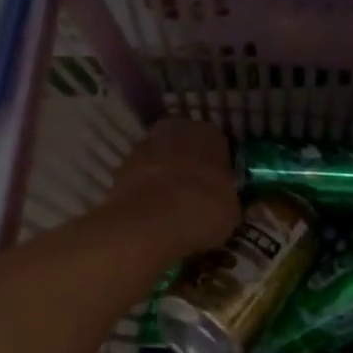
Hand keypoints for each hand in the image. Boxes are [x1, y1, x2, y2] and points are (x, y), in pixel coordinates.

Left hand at [107, 116, 241, 258]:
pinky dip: (145, 187)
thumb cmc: (203, 210)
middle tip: (194, 190)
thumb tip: (223, 202)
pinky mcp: (121, 166)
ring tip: (170, 202)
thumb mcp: (231, 210)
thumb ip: (227, 197)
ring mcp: (145, 145)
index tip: (217, 184)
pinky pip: (141, 175)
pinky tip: (152, 209)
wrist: (150, 222)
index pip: (217, 144)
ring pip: (160, 157)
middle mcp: (177, 130)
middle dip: (188, 162)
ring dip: (164, 173)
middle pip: (185, 144)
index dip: (216, 165)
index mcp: (210, 134)